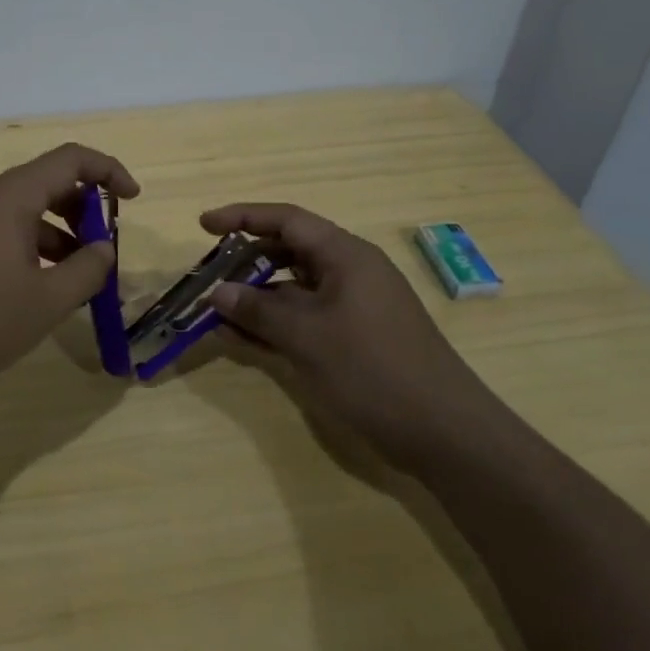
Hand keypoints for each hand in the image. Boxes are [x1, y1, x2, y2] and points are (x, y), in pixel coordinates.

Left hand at [0, 143, 139, 390]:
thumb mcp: (45, 301)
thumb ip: (86, 271)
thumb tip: (103, 250)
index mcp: (12, 197)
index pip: (71, 160)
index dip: (109, 171)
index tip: (133, 200)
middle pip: (48, 184)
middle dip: (85, 211)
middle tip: (103, 251)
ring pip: (25, 213)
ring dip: (59, 236)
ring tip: (76, 282)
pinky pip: (4, 234)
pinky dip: (32, 251)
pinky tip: (37, 292)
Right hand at [201, 203, 503, 468]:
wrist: (445, 433)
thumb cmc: (373, 369)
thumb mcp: (307, 337)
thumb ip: (258, 310)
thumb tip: (217, 292)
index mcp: (345, 255)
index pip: (287, 220)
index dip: (243, 217)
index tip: (204, 225)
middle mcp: (350, 272)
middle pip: (289, 252)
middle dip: (246, 262)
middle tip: (208, 276)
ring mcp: (354, 307)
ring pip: (294, 290)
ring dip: (257, 299)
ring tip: (216, 313)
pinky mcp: (355, 339)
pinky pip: (305, 319)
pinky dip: (276, 325)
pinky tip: (243, 340)